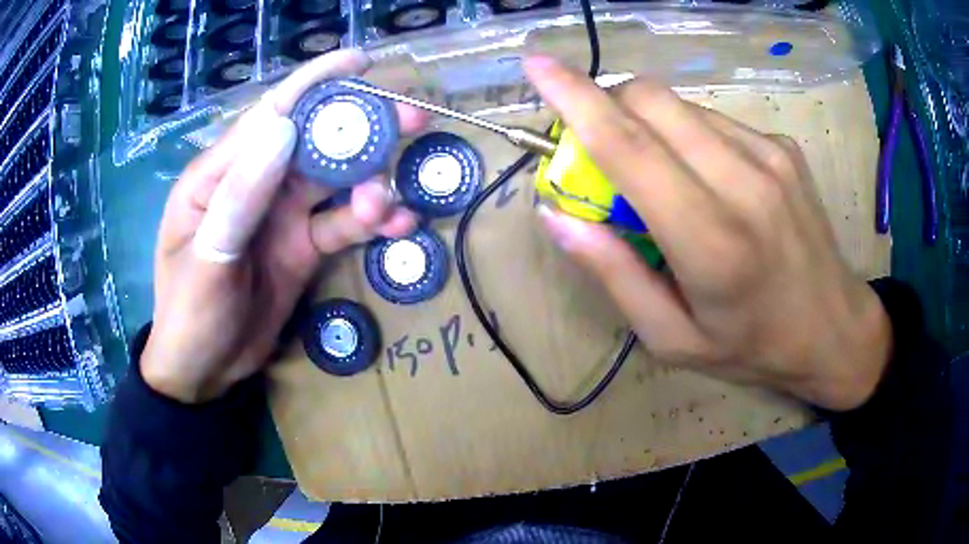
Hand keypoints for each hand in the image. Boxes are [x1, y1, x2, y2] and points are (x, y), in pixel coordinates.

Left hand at [141, 50, 427, 402]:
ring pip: (337, 182)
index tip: (362, 63)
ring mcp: (282, 216)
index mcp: (221, 174)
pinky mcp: (303, 247)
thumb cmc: (189, 315)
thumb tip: (285, 127)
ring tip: (391, 205)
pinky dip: (371, 222)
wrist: (204, 372)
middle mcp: (256, 184)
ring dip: (372, 184)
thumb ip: (241, 195)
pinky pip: (343, 225)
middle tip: (413, 120)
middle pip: (314, 141)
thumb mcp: (206, 258)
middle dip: (362, 128)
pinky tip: (397, 228)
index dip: (316, 83)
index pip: (271, 114)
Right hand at [525, 57, 891, 410]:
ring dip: (648, 123)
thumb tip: (556, 214)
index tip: (534, 64)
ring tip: (662, 175)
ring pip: (680, 105)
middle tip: (601, 149)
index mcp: (710, 242)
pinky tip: (707, 178)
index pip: (628, 147)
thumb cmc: (751, 346)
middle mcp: (743, 182)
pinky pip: (713, 119)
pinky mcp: (782, 146)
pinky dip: (688, 135)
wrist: (833, 328)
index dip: (574, 98)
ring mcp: (769, 154)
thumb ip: (614, 274)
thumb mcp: (671, 338)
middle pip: (650, 100)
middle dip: (607, 106)